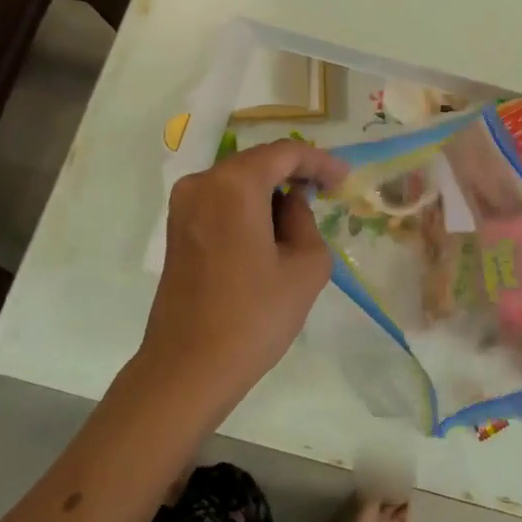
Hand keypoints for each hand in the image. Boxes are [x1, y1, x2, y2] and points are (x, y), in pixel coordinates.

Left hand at [132, 139, 350, 410]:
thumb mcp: (306, 267)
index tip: (344, 180)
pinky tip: (271, 230)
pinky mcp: (177, 230)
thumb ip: (306, 220)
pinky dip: (249, 206)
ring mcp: (183, 206)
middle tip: (327, 192)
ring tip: (303, 214)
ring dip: (271, 190)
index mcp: (233, 185)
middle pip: (257, 162)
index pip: (284, 153)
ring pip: (238, 181)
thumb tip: (291, 203)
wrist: (189, 368)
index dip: (319, 161)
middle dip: (294, 172)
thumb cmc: (255, 316)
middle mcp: (202, 183)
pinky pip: (221, 201)